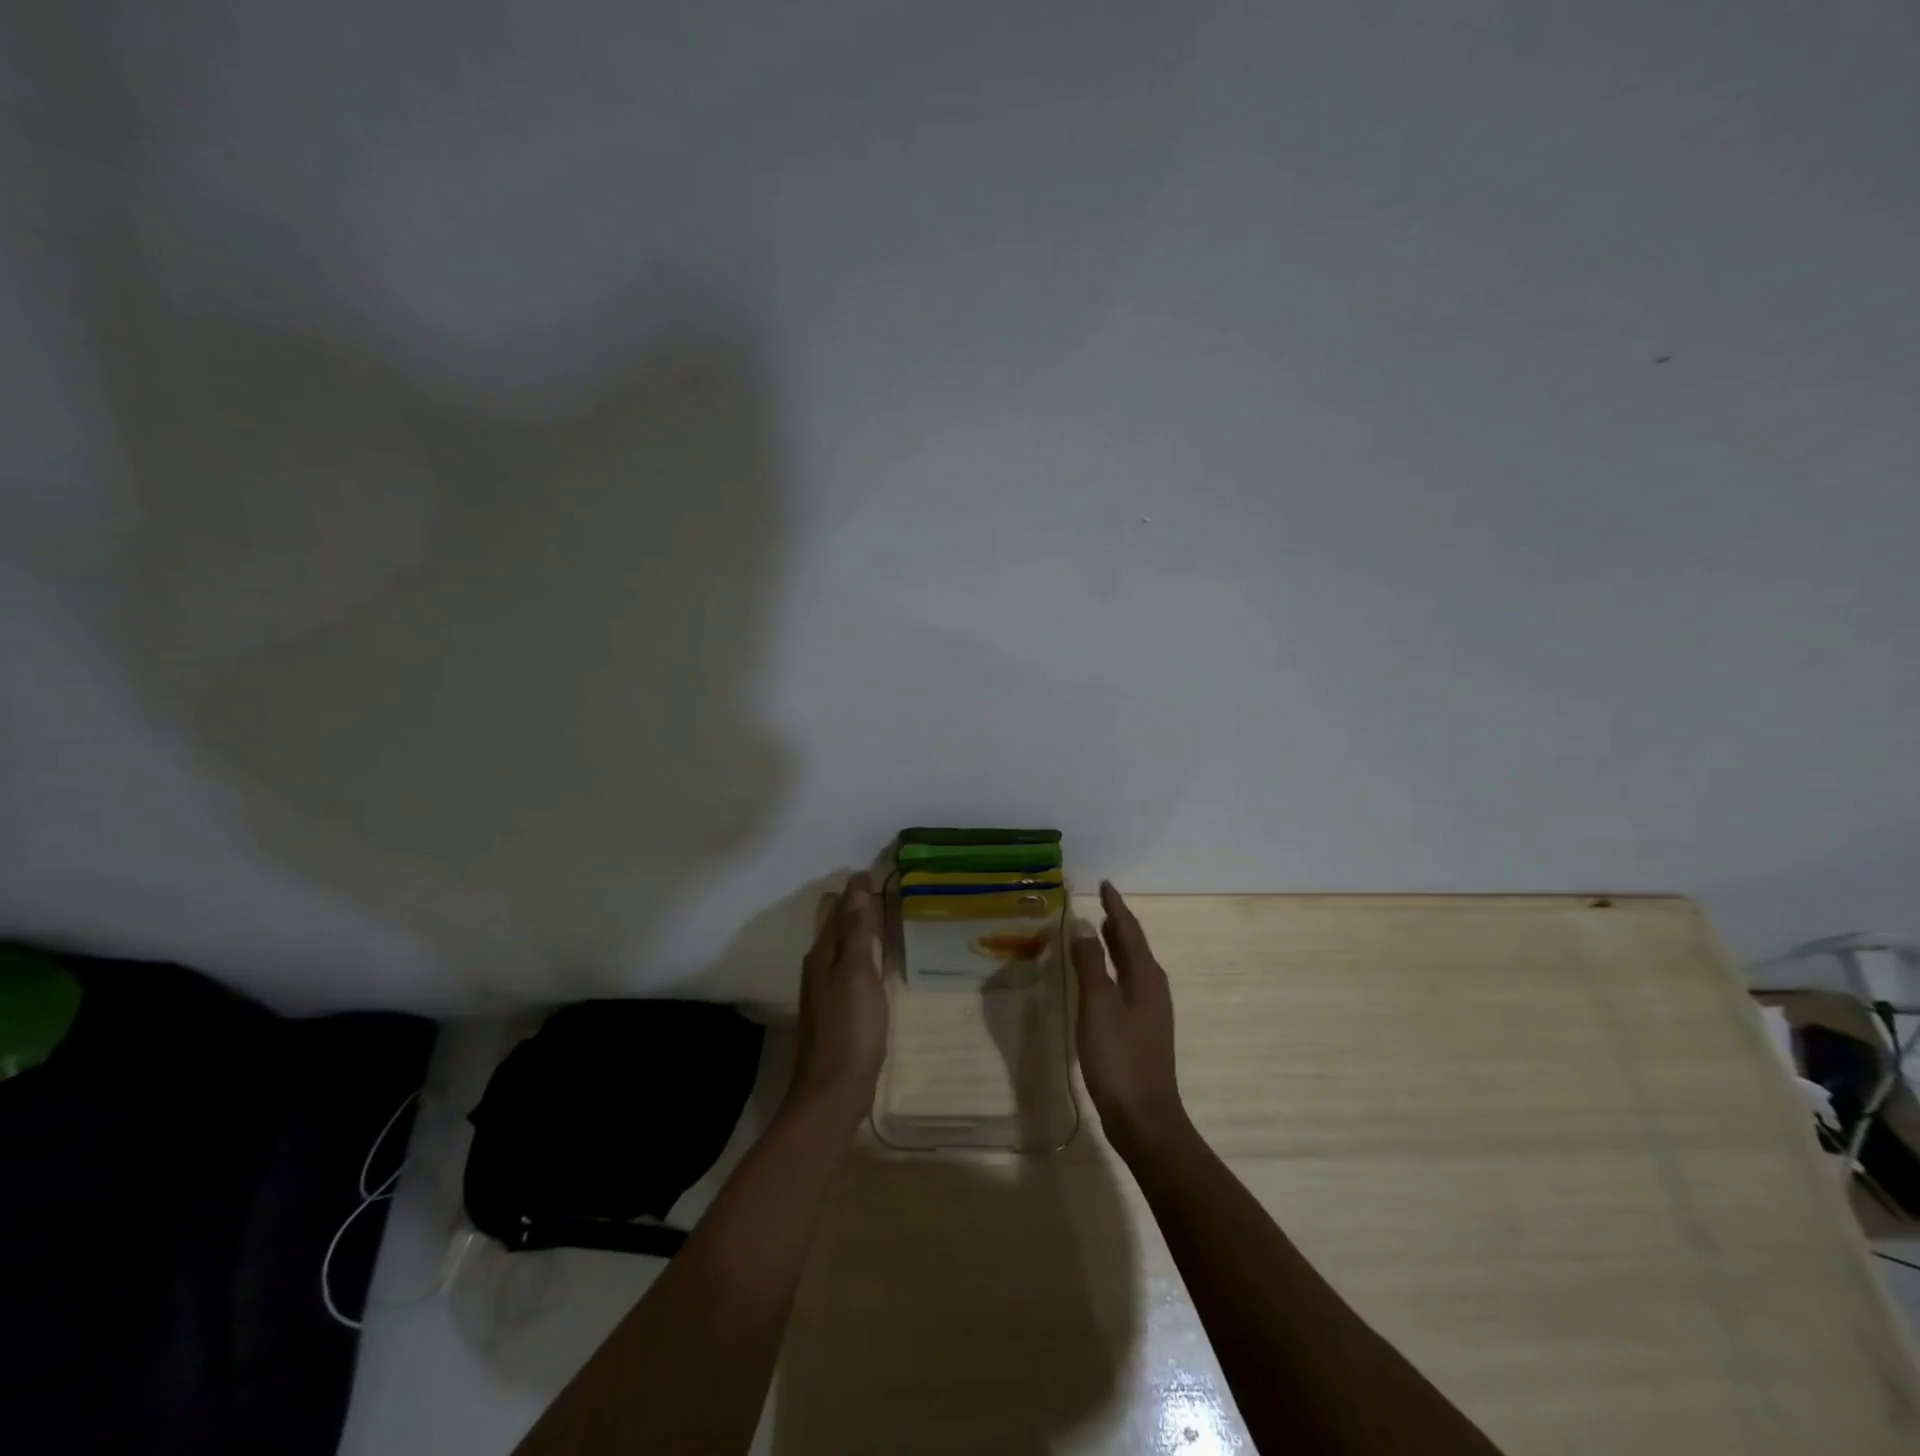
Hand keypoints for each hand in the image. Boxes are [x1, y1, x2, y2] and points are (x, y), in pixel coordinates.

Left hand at [787, 872, 886, 1133]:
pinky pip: (853, 971)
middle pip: (841, 928)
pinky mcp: (840, 1012)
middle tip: (890, 891)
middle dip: (860, 908)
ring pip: (846, 950)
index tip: (879, 872)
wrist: (834, 1091)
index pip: (841, 910)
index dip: (859, 892)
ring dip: (863, 932)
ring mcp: (828, 992)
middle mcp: (820, 968)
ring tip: (889, 919)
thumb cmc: (850, 1027)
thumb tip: (856, 881)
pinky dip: (867, 957)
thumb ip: (858, 928)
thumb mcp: (858, 971)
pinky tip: (881, 964)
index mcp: (823, 954)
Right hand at [1072, 881, 1188, 1157]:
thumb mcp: (1098, 1006)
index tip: (1105, 884)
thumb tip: (1084, 924)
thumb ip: (1090, 964)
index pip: (1129, 930)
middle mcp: (1152, 988)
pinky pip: (1126, 984)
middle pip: (1134, 946)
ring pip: (1132, 965)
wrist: (1144, 1118)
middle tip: (1100, 902)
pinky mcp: (1141, 1029)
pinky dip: (1113, 968)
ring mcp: (1149, 1010)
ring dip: (1116, 945)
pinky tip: (1099, 977)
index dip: (1116, 906)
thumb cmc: (1119, 1058)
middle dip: (1118, 923)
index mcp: (1146, 977)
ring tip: (1099, 929)